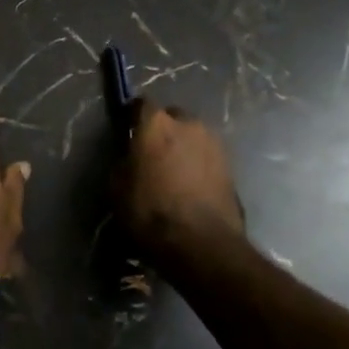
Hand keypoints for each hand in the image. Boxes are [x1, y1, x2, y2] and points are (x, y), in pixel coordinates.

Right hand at [117, 101, 244, 258]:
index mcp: (156, 123)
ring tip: (174, 173)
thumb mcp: (117, 188)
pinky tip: (191, 186)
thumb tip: (130, 157)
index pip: (141, 104)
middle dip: (162, 130)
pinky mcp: (231, 166)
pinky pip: (207, 156)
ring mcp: (213, 143)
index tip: (127, 130)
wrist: (201, 244)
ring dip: (183, 147)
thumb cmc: (151, 212)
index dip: (133, 116)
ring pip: (192, 136)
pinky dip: (199, 165)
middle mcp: (188, 124)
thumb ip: (124, 162)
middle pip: (171, 117)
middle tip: (153, 154)